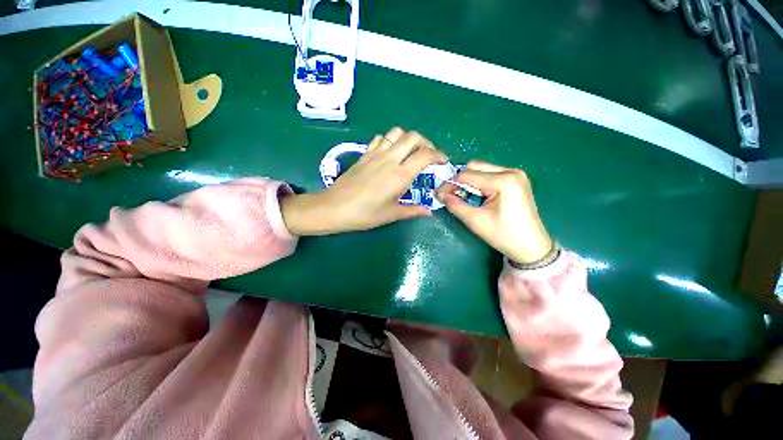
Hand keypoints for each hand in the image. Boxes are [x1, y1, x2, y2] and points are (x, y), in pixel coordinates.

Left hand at [281, 128, 447, 234]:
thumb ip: (413, 210)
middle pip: (413, 137)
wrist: (334, 207)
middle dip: (426, 142)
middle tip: (428, 156)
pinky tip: (390, 153)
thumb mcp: (391, 214)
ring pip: (397, 132)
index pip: (425, 155)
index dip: (439, 155)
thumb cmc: (364, 214)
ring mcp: (375, 154)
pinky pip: (381, 138)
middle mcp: (390, 159)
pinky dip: (390, 140)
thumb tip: (430, 212)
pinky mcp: (365, 154)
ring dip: (408, 139)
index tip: (443, 162)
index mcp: (399, 175)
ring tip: (410, 152)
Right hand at [436, 161, 552, 263]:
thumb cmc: (504, 235)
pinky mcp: (516, 180)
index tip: (438, 194)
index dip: (449, 183)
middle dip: (460, 180)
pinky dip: (479, 183)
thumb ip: (455, 205)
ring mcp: (516, 174)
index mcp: (503, 180)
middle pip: (475, 167)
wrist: (532, 247)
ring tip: (464, 197)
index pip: (467, 175)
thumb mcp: (475, 221)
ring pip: (482, 170)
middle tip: (451, 195)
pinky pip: (490, 175)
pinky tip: (477, 196)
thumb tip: (439, 194)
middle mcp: (511, 171)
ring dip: (469, 181)